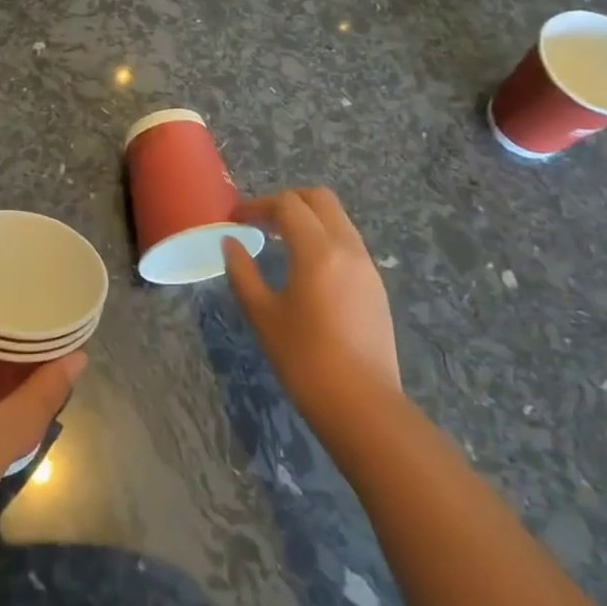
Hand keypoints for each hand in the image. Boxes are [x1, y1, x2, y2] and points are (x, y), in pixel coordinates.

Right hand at [223, 188, 401, 462]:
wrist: (363, 406)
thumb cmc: (305, 359)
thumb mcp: (262, 315)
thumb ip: (243, 272)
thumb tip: (231, 243)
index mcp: (317, 251)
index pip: (287, 205)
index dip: (257, 206)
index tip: (235, 219)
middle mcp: (347, 248)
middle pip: (319, 199)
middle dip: (287, 201)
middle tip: (260, 221)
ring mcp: (367, 266)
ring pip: (338, 219)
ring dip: (308, 218)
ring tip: (279, 241)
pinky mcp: (375, 286)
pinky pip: (348, 242)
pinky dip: (323, 238)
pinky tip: (305, 267)